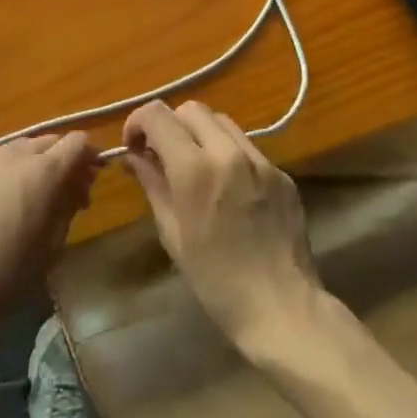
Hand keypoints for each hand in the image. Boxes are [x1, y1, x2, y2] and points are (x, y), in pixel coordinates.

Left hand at [0, 133, 100, 339]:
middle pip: (51, 142)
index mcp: (44, 172)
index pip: (78, 143)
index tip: (91, 183)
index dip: (90, 158)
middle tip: (67, 196)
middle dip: (64, 162)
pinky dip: (4, 168)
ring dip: (34, 163)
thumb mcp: (48, 252)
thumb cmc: (0, 277)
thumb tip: (75, 191)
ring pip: (21, 147)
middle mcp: (17, 154)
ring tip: (31, 196)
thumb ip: (66, 212)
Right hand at [122, 101, 325, 352]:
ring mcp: (259, 159)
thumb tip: (134, 156)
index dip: (138, 121)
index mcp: (195, 169)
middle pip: (191, 109)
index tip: (133, 144)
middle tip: (163, 154)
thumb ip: (153, 185)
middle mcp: (228, 152)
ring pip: (221, 121)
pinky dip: (229, 153)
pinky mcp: (281, 172)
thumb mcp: (173, 235)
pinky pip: (247, 146)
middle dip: (170, 125)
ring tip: (196, 166)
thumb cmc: (217, 282)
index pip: (158, 115)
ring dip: (201, 133)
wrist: (282, 308)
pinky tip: (229, 186)